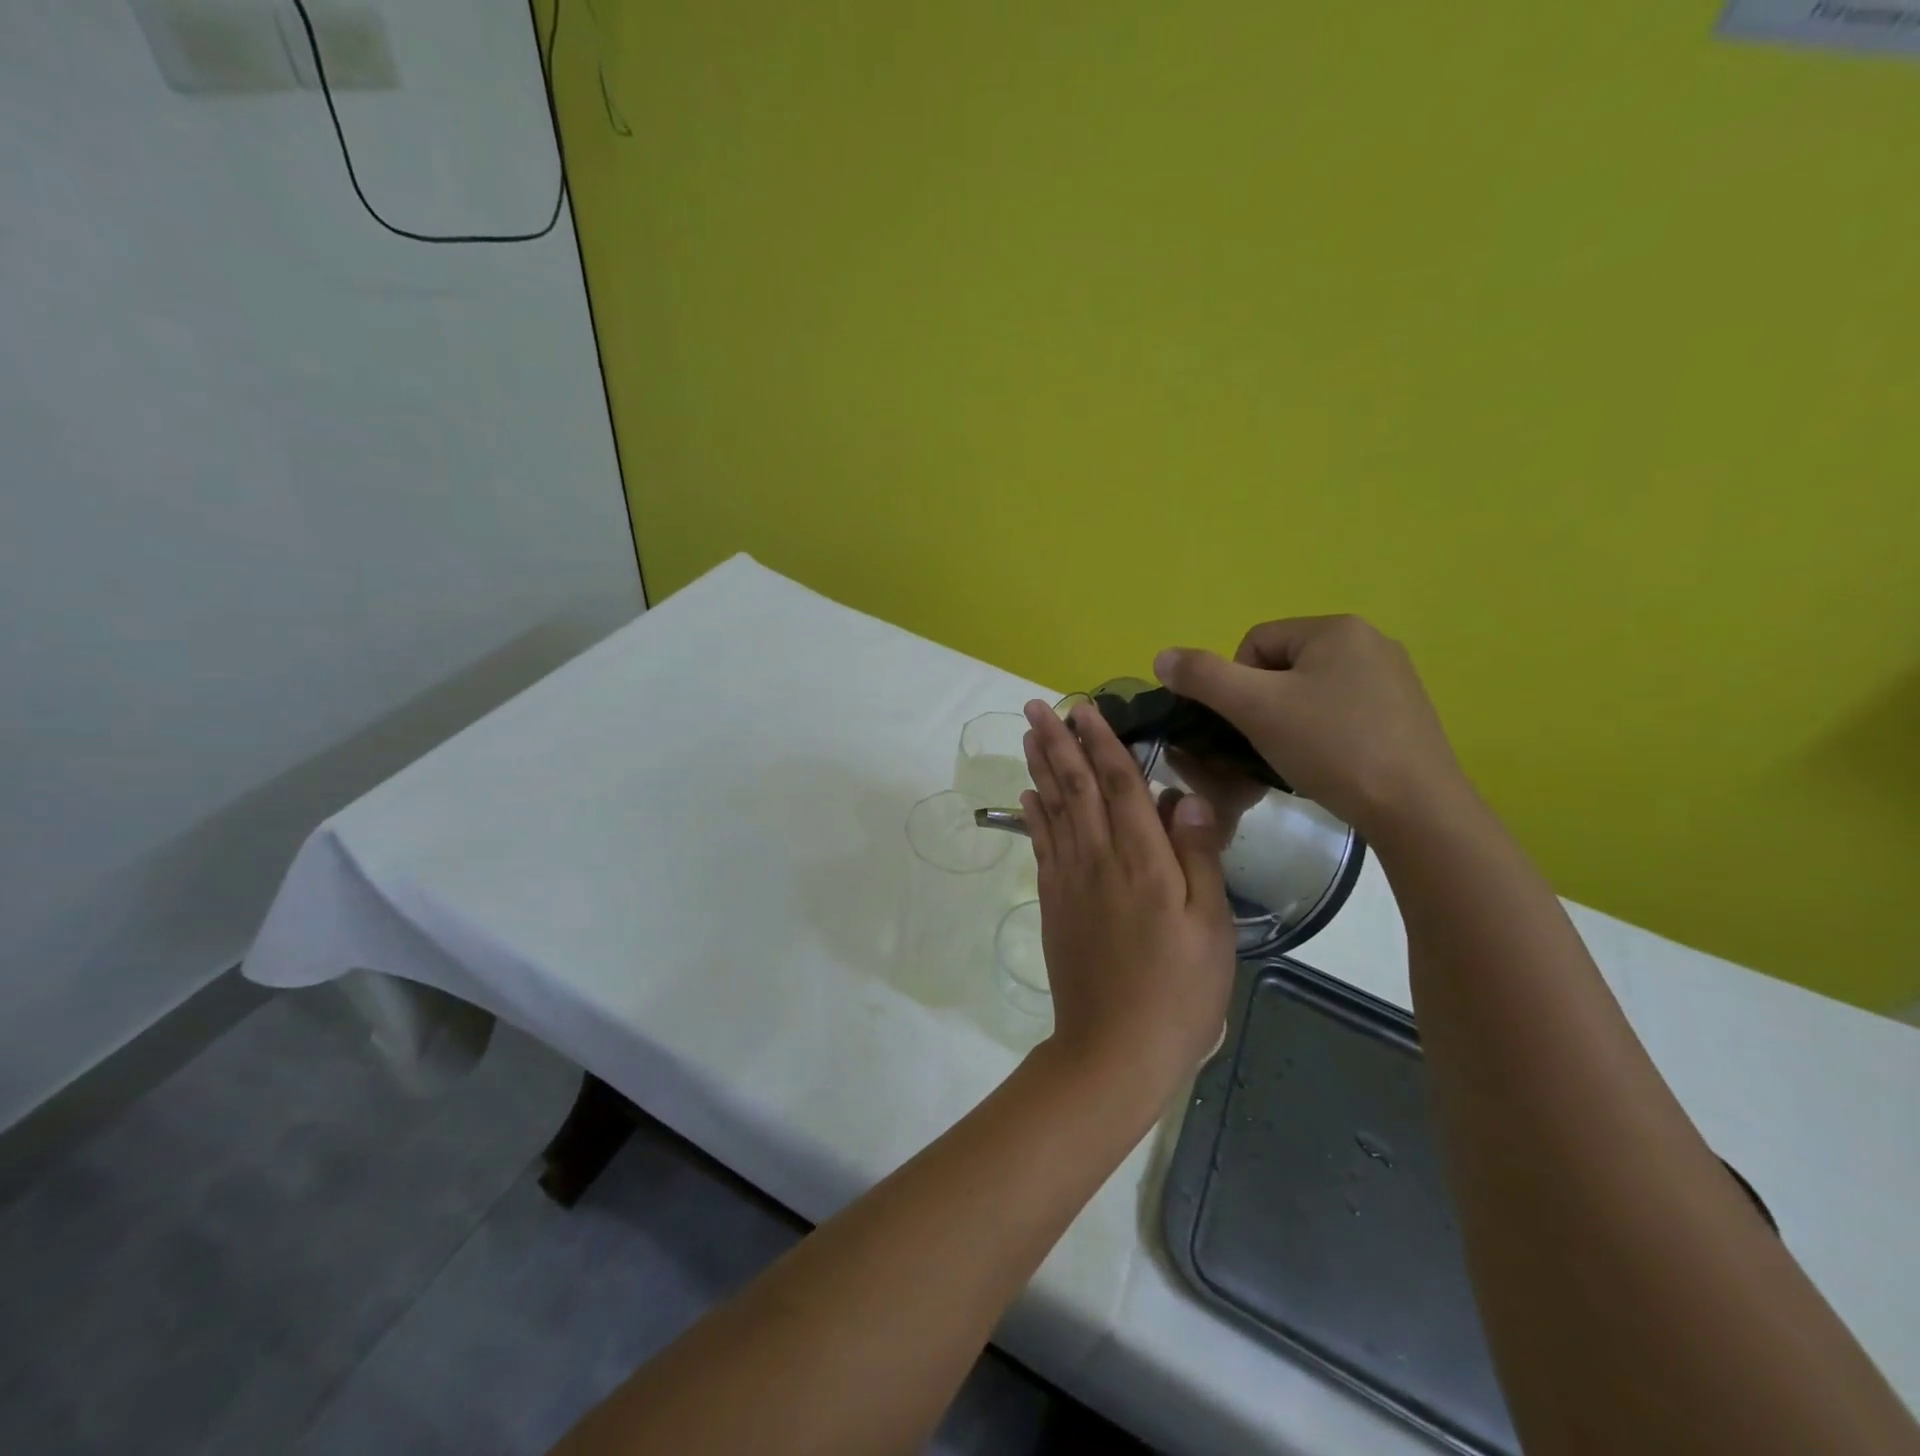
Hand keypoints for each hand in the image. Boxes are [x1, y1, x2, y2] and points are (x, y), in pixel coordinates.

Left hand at [1019, 699, 1235, 1094]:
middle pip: (1075, 787)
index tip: (1085, 708)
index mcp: (1142, 860)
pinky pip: (1041, 845)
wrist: (1114, 1047)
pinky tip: (1028, 795)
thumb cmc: (1178, 991)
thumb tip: (1184, 797)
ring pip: (1052, 809)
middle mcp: (1098, 858)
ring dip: (1040, 767)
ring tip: (1029, 734)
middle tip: (1036, 706)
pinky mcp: (1053, 902)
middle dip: (1057, 742)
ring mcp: (1069, 879)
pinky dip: (1033, 814)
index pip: (1120, 784)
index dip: (1102, 742)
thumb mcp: (1211, 927)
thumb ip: (1197, 857)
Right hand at [1153, 615, 1470, 841]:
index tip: (1249, 725)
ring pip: (1311, 692)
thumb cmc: (1331, 747)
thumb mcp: (1256, 709)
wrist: (1416, 809)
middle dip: (1264, 705)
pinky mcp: (1406, 714)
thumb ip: (1203, 677)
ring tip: (1297, 758)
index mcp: (1336, 629)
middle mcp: (1370, 642)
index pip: (1254, 643)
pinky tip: (1328, 764)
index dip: (1236, 685)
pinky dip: (1323, 735)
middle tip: (1268, 744)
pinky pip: (1342, 712)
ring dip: (1290, 721)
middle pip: (1282, 667)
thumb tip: (1162, 656)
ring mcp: (1394, 679)